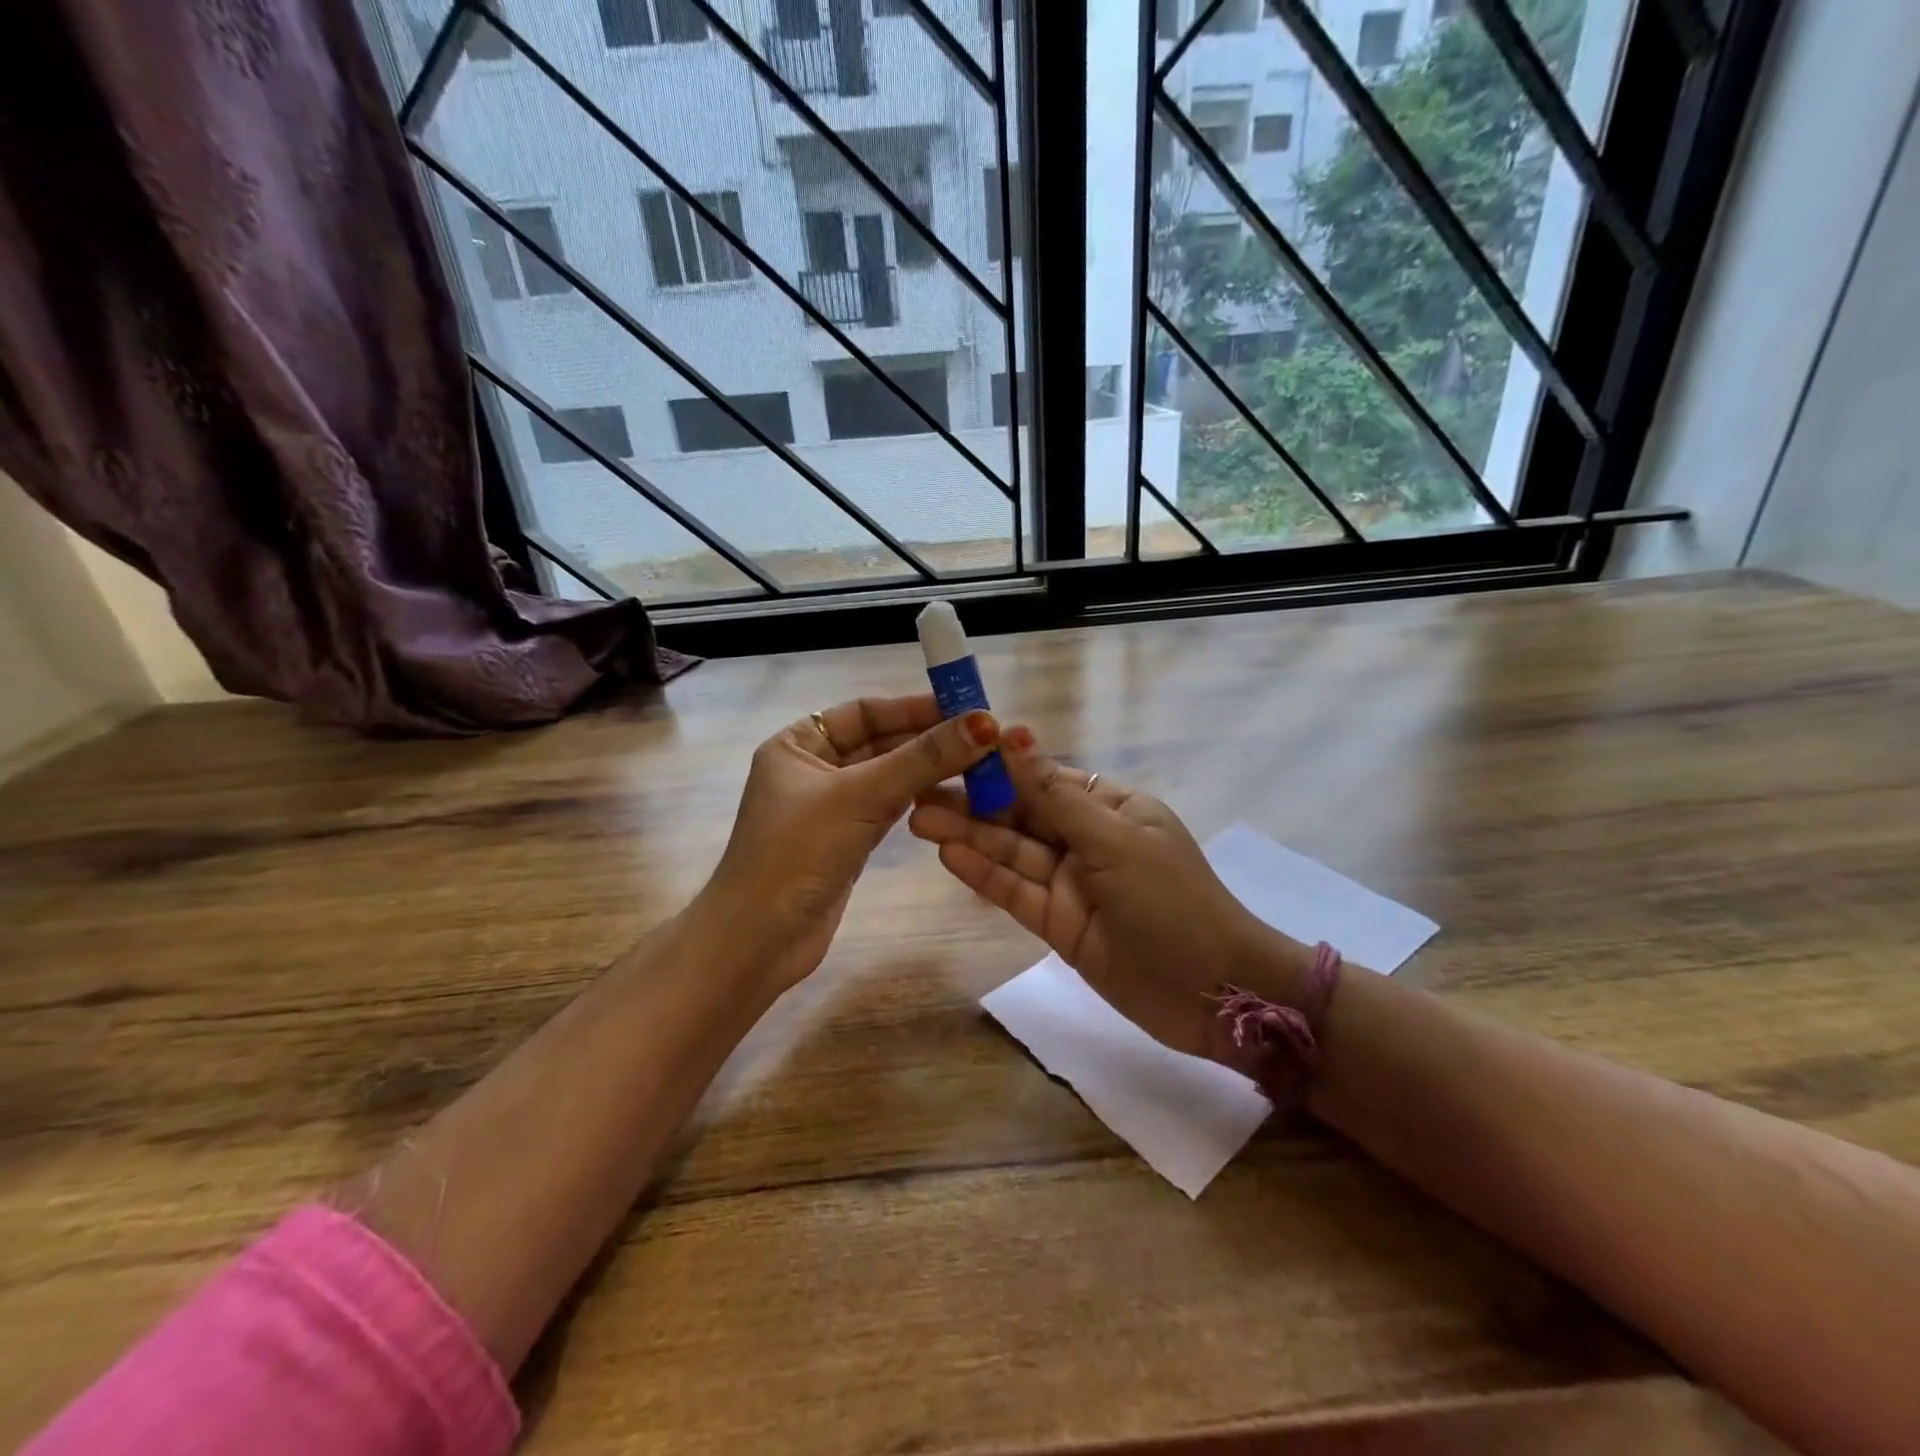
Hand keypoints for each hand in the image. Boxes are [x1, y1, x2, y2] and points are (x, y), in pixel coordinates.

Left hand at [693, 694, 999, 996]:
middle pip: (880, 742)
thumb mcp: (861, 796)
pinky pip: (889, 808)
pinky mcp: (847, 840)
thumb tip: (985, 723)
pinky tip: (953, 795)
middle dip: (928, 740)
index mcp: (798, 743)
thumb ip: (923, 758)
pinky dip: (918, 800)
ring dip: (928, 770)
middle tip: (984, 739)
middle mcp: (813, 768)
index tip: (966, 708)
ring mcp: (830, 807)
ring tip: (980, 764)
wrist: (759, 941)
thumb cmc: (798, 853)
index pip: (865, 711)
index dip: (915, 707)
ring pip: (888, 776)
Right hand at [907, 727, 1312, 1061]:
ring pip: (1013, 854)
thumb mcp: (1114, 840)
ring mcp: (1072, 884)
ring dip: (969, 837)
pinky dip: (984, 875)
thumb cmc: (1172, 901)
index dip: (1000, 767)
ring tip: (919, 820)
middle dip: (974, 805)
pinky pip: (1016, 893)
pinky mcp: (1059, 925)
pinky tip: (948, 856)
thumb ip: (1056, 796)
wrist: (1214, 992)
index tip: (953, 753)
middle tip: (918, 792)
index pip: (1045, 779)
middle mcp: (1088, 840)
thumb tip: (1016, 736)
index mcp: (1112, 807)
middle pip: (1022, 816)